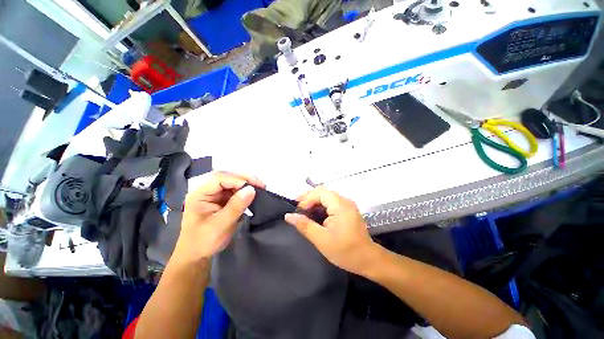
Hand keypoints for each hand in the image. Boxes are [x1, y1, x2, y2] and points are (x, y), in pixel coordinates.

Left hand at [174, 172, 264, 263]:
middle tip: (261, 185)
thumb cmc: (204, 242)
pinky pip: (235, 190)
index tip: (254, 187)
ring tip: (260, 188)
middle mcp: (206, 190)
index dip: (238, 180)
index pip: (219, 178)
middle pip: (227, 176)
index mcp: (199, 194)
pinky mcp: (221, 199)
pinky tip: (253, 194)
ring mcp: (214, 194)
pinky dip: (245, 191)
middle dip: (245, 179)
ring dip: (247, 184)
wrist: (197, 255)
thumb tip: (252, 189)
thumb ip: (236, 206)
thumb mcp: (220, 225)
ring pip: (233, 182)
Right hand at [284, 187, 379, 274]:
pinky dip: (321, 205)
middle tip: (298, 209)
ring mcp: (347, 204)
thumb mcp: (321, 240)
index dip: (306, 199)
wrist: (368, 260)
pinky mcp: (348, 209)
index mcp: (340, 205)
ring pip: (327, 196)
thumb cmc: (345, 251)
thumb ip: (304, 225)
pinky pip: (332, 202)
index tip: (298, 211)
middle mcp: (345, 200)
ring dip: (314, 201)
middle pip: (323, 192)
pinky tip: (315, 213)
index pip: (320, 193)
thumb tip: (288, 216)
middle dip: (309, 198)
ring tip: (304, 211)